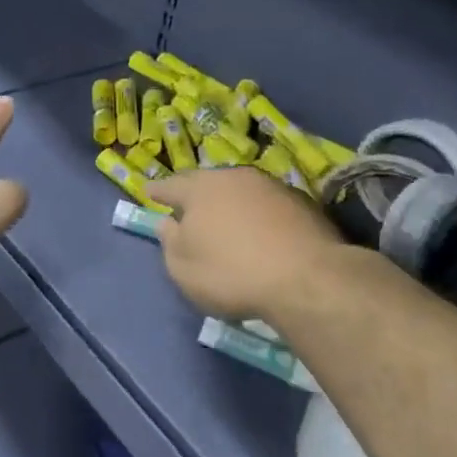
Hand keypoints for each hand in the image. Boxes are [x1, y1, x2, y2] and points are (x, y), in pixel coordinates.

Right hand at [150, 168, 345, 321]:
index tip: (149, 192)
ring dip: (232, 203)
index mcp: (200, 189)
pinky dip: (260, 215)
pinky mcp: (303, 203)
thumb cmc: (231, 273)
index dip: (158, 191)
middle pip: (208, 182)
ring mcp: (271, 187)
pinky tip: (262, 233)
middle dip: (197, 193)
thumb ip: (170, 243)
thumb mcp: (183, 269)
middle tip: (190, 207)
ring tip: (228, 221)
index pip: (171, 185)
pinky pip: (269, 205)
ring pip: (241, 190)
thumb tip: (168, 224)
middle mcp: (234, 178)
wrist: (307, 279)